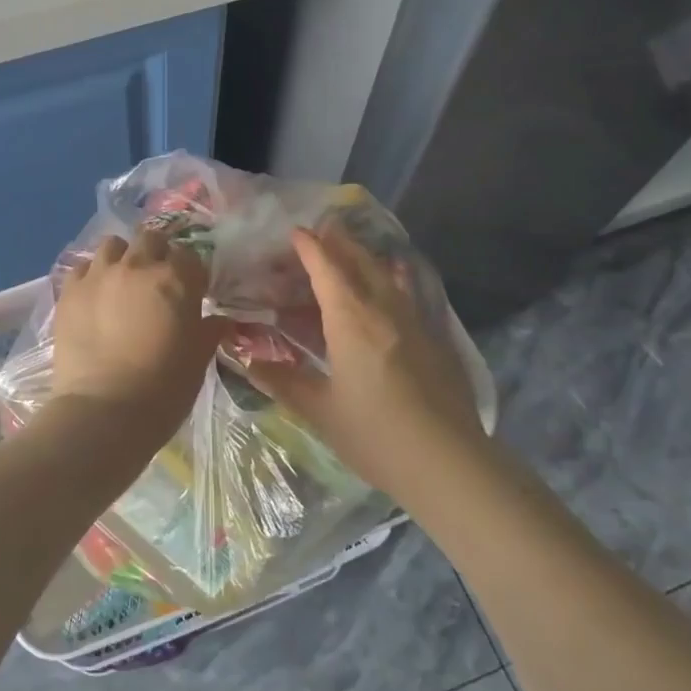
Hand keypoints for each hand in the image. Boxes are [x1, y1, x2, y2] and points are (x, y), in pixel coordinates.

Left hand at [48, 230, 221, 446]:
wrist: (104, 411)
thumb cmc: (164, 388)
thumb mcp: (198, 359)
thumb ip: (209, 331)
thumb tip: (219, 318)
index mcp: (176, 279)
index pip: (190, 257)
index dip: (192, 273)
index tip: (192, 292)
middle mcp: (137, 266)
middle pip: (151, 239)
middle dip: (158, 254)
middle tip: (157, 282)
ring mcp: (99, 275)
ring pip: (113, 245)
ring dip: (123, 258)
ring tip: (123, 283)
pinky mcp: (70, 291)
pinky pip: (83, 268)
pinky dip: (93, 276)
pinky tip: (95, 297)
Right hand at [251, 226, 488, 498]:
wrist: (447, 462)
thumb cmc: (374, 435)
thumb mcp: (319, 411)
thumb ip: (281, 380)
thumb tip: (243, 360)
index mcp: (351, 320)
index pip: (327, 270)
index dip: (310, 248)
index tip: (296, 231)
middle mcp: (384, 309)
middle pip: (361, 262)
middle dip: (340, 242)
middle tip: (323, 228)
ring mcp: (415, 322)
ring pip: (388, 275)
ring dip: (367, 257)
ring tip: (354, 250)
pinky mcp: (435, 339)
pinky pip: (409, 293)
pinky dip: (394, 279)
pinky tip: (396, 282)